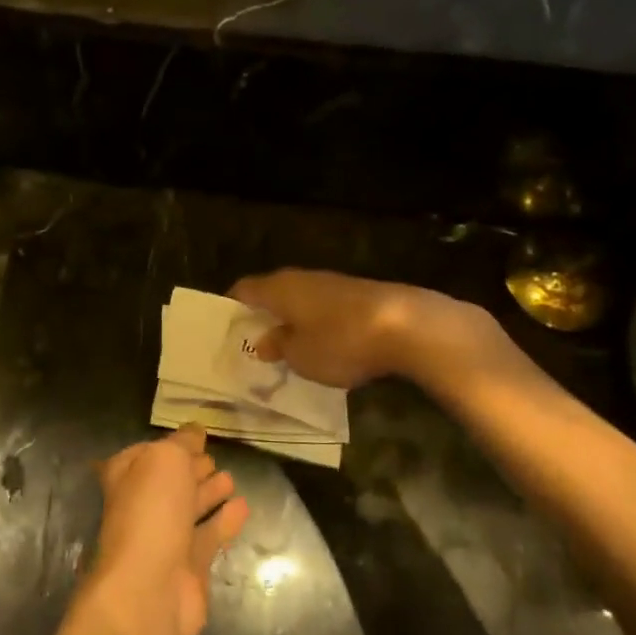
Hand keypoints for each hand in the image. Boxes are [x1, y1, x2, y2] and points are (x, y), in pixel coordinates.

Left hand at [91, 427, 248, 634]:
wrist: (149, 590)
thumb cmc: (150, 513)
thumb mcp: (165, 460)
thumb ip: (182, 443)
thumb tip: (194, 430)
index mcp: (125, 478)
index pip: (146, 454)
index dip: (170, 445)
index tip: (196, 436)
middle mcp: (141, 507)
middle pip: (169, 482)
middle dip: (189, 469)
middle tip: (214, 457)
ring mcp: (164, 539)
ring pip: (189, 509)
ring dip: (208, 493)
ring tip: (231, 478)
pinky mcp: (189, 567)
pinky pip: (209, 536)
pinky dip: (225, 520)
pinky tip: (243, 506)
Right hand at [229, 269, 485, 388]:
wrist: (409, 326)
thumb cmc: (341, 341)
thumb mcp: (300, 356)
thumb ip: (278, 346)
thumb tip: (264, 340)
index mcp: (278, 288)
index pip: (242, 290)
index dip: (231, 309)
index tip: (226, 331)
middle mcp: (302, 278)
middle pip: (272, 293)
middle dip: (262, 317)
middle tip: (254, 345)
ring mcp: (333, 283)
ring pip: (301, 300)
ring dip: (292, 321)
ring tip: (288, 350)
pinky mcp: (359, 295)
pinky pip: (326, 308)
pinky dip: (318, 324)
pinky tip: (325, 346)